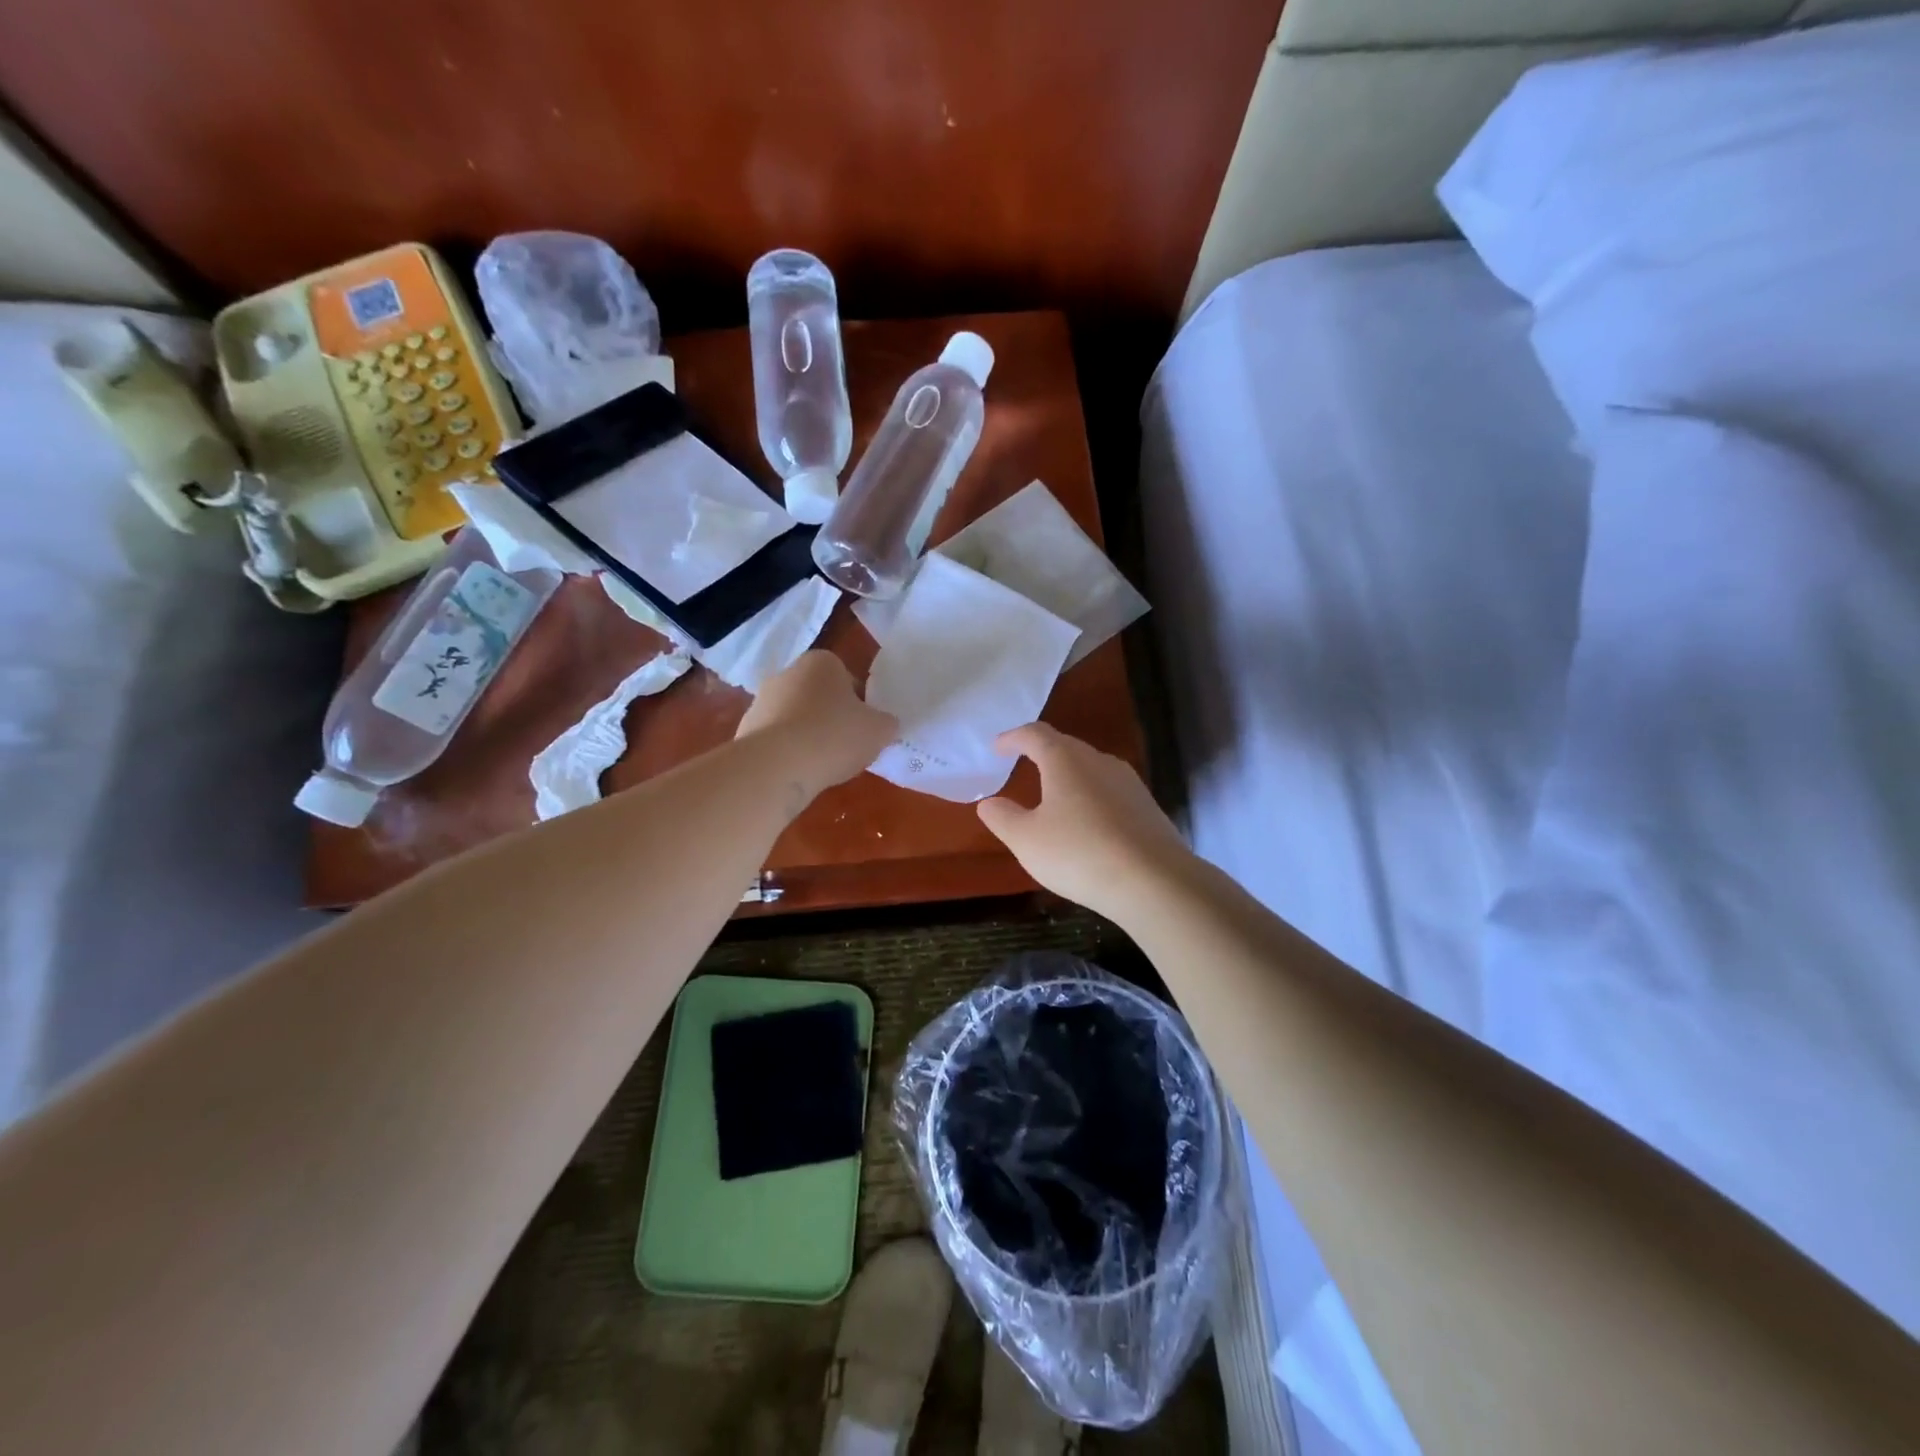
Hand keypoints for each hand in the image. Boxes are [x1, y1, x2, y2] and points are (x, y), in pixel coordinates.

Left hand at [736, 651, 897, 795]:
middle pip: (819, 697)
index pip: (848, 679)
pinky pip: (777, 740)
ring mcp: (761, 700)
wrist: (777, 765)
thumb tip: (885, 724)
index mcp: (821, 662)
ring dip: (808, 736)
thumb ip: (886, 723)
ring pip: (795, 718)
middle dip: (831, 718)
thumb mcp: (879, 730)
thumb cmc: (834, 736)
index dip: (860, 705)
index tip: (864, 728)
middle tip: (847, 747)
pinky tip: (799, 772)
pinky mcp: (745, 730)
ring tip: (823, 765)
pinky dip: (788, 753)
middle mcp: (787, 673)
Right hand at [976, 722, 1193, 922]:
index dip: (1013, 738)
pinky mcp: (1147, 807)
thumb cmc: (1079, 853)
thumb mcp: (1026, 840)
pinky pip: (1109, 792)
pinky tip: (1086, 824)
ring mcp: (1129, 782)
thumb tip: (989, 802)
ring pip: (1091, 769)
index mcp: (1065, 760)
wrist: (1154, 881)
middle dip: (1041, 753)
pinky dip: (1090, 799)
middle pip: (1066, 747)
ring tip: (1052, 796)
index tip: (998, 747)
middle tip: (1022, 765)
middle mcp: (1099, 761)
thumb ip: (1003, 817)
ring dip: (1068, 776)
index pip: (1035, 734)